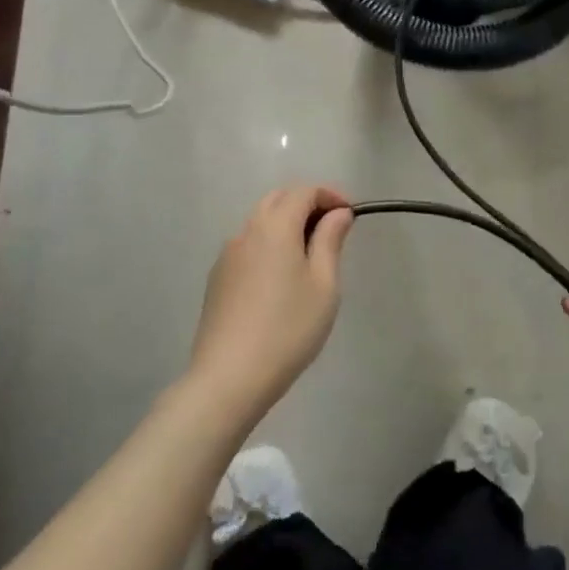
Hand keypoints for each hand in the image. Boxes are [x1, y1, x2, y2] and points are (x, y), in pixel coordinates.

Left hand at [190, 186, 353, 417]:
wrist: (229, 377)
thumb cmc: (288, 329)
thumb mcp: (324, 285)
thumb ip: (330, 241)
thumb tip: (337, 214)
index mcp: (275, 227)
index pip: (304, 192)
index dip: (330, 195)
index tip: (350, 215)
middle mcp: (247, 232)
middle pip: (278, 199)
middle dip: (307, 204)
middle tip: (332, 230)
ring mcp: (227, 256)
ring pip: (260, 222)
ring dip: (286, 224)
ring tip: (310, 255)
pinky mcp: (217, 279)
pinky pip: (248, 246)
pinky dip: (269, 245)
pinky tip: (281, 278)